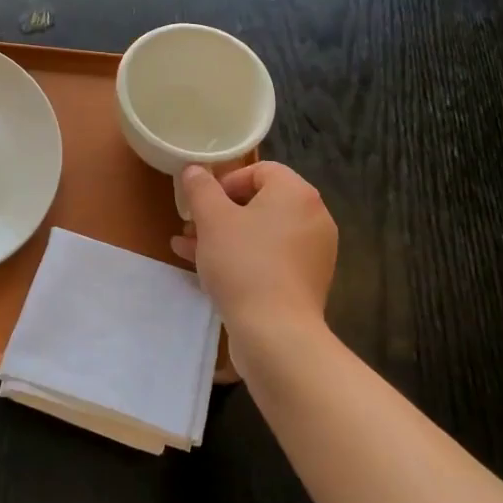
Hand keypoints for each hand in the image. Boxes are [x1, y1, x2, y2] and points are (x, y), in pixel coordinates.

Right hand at [173, 163, 337, 352]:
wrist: (276, 334)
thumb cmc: (243, 263)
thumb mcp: (212, 219)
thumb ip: (201, 188)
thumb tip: (194, 169)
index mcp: (297, 193)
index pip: (260, 170)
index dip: (226, 181)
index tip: (202, 202)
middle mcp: (313, 218)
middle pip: (260, 202)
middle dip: (220, 212)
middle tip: (191, 226)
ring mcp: (313, 253)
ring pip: (262, 233)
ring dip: (224, 236)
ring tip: (188, 248)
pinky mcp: (306, 282)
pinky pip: (270, 258)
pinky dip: (243, 258)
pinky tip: (207, 272)